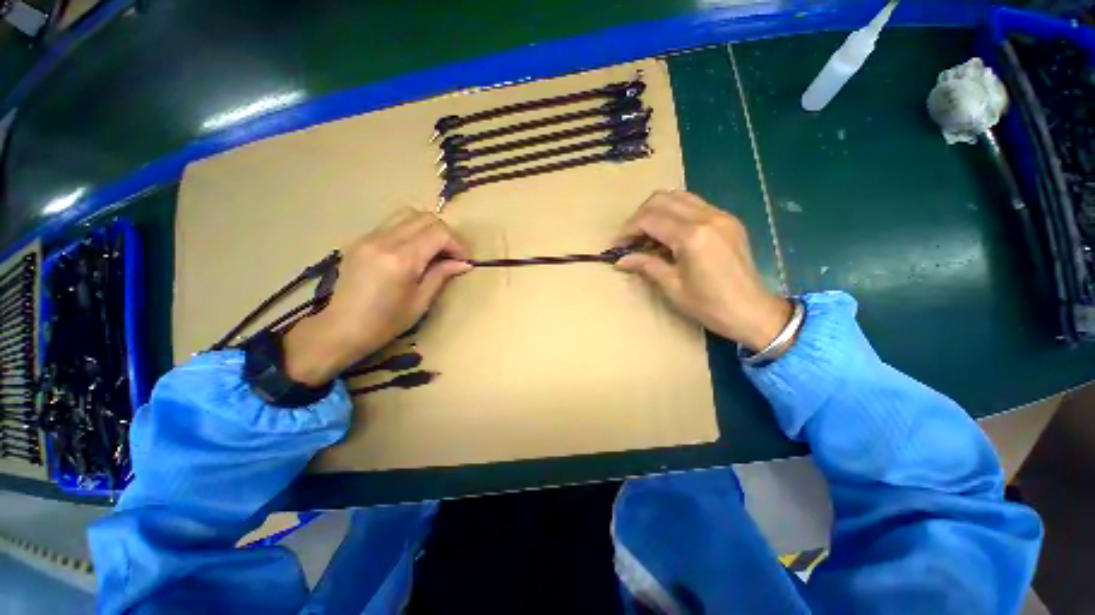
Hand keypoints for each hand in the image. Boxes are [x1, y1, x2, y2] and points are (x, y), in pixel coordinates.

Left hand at [283, 210, 470, 385]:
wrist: (341, 328)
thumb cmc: (385, 322)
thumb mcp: (420, 302)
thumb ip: (441, 275)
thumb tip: (464, 263)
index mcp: (402, 259)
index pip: (439, 233)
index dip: (457, 244)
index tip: (462, 261)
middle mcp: (385, 240)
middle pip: (425, 217)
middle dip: (445, 234)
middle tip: (450, 255)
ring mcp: (369, 237)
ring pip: (408, 213)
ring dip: (427, 228)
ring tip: (432, 249)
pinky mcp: (361, 239)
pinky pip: (392, 223)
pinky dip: (410, 231)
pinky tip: (412, 251)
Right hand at [615, 190, 791, 350]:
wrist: (753, 312)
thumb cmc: (709, 305)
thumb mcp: (672, 287)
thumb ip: (646, 265)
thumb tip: (620, 260)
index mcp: (692, 236)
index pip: (650, 219)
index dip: (628, 230)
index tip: (616, 245)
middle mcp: (707, 217)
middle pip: (662, 199)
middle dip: (640, 216)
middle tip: (630, 238)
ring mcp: (721, 215)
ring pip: (679, 196)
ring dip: (657, 211)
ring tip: (647, 234)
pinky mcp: (728, 220)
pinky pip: (695, 205)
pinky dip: (675, 213)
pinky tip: (670, 234)